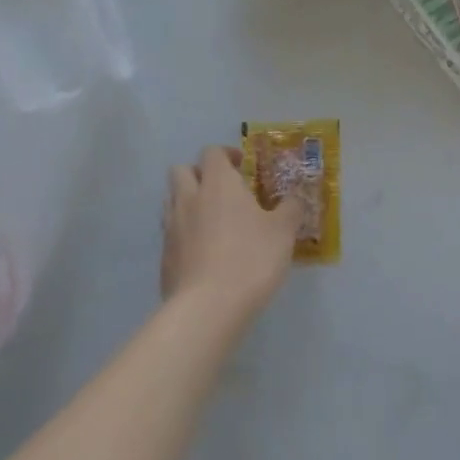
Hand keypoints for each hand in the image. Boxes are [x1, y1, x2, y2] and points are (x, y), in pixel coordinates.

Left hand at [161, 146, 303, 321]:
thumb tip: (294, 198)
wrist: (209, 307)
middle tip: (223, 190)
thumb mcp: (283, 231)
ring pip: (172, 200)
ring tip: (213, 221)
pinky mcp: (164, 256)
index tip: (243, 167)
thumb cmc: (251, 258)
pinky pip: (171, 232)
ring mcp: (171, 228)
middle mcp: (189, 198)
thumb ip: (290, 209)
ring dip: (189, 201)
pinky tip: (205, 252)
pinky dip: (185, 233)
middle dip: (200, 174)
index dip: (226, 154)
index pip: (211, 152)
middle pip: (181, 170)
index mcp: (218, 184)